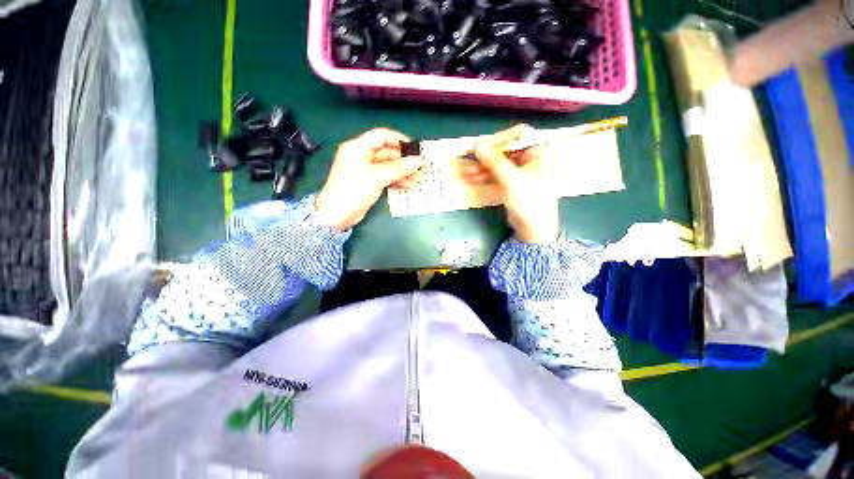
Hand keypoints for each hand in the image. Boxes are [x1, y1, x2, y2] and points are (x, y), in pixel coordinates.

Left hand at [315, 128, 422, 230]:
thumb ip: (399, 168)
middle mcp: (362, 156)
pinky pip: (386, 177)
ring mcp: (365, 171)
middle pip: (386, 153)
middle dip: (404, 160)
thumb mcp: (377, 177)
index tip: (414, 149)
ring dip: (403, 172)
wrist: (337, 215)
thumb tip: (417, 161)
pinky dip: (397, 180)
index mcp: (358, 147)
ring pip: (388, 167)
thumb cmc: (354, 190)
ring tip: (418, 178)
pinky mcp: (369, 183)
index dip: (399, 140)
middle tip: (419, 166)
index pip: (381, 136)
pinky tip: (409, 184)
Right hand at [460, 125, 558, 243]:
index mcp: (539, 152)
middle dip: (486, 157)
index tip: (482, 146)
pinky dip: (485, 177)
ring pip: (499, 164)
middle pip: (505, 151)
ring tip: (466, 172)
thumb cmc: (530, 202)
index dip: (500, 139)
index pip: (519, 135)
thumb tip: (478, 145)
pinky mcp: (513, 183)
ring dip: (482, 168)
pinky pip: (497, 175)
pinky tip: (471, 179)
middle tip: (469, 160)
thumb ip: (495, 162)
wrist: (535, 229)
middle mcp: (531, 158)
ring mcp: (521, 171)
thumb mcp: (512, 180)